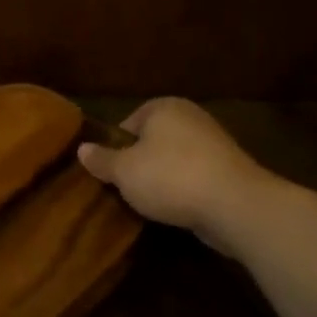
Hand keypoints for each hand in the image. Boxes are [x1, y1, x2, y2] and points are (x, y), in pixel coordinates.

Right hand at [77, 98, 274, 254]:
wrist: (234, 205)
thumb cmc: (170, 177)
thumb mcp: (123, 171)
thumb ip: (101, 160)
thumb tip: (82, 149)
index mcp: (163, 107)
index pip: (128, 123)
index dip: (114, 148)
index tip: (109, 172)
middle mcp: (190, 117)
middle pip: (151, 142)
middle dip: (138, 163)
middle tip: (125, 188)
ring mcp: (214, 143)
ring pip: (174, 161)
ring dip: (162, 179)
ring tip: (148, 203)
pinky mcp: (229, 171)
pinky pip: (194, 178)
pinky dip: (184, 191)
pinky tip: (175, 209)